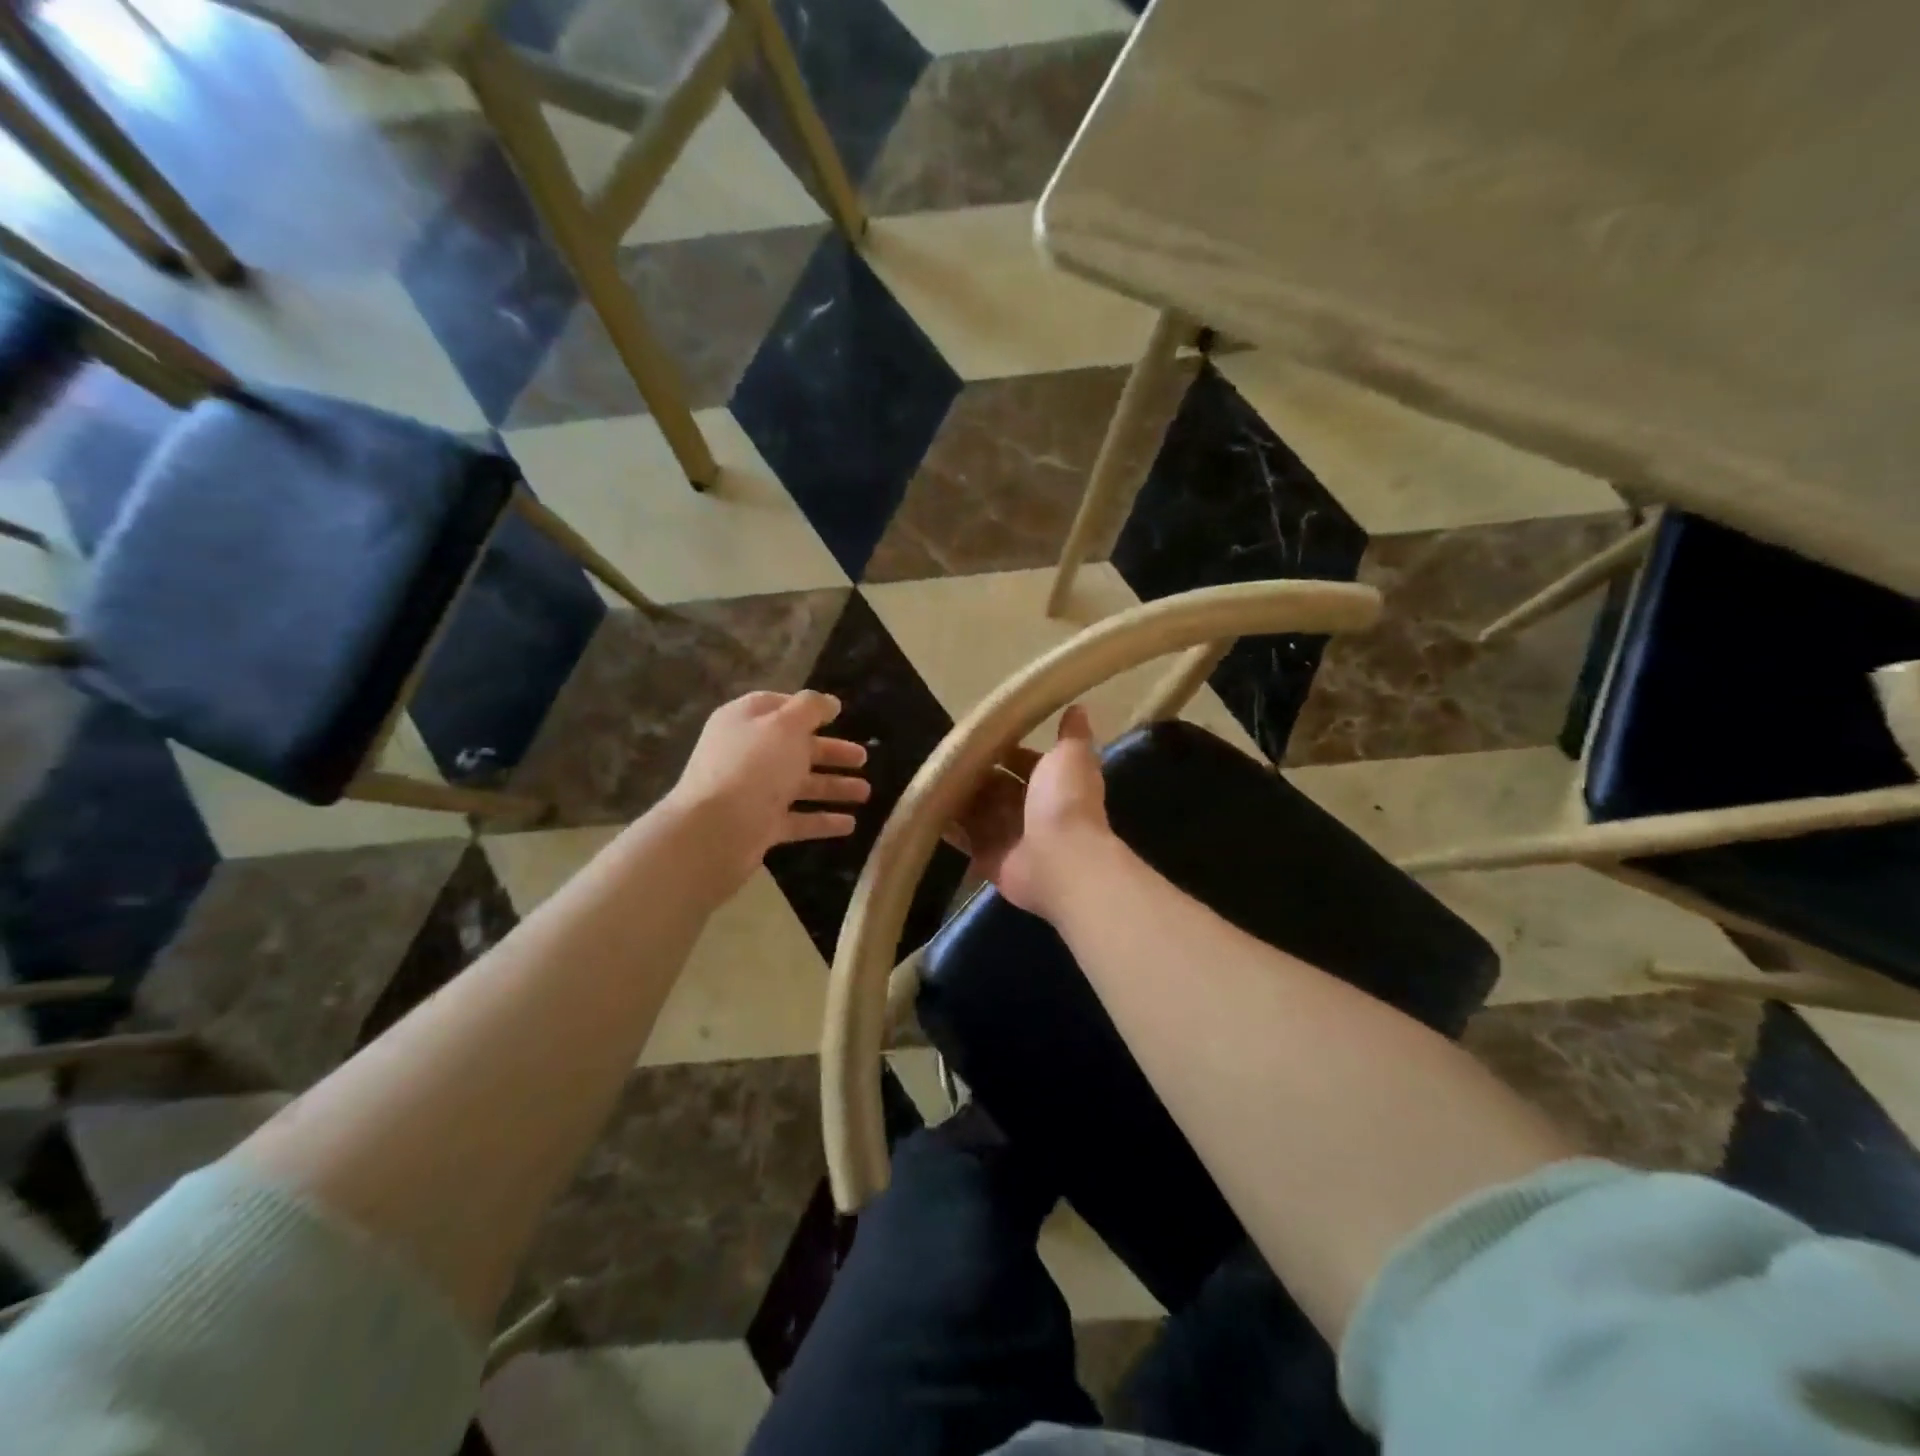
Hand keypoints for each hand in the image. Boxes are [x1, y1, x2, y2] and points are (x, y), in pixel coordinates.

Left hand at [667, 691, 870, 892]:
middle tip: (863, 757)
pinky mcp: (760, 826)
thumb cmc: (753, 766)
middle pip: (795, 748)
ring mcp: (753, 792)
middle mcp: (747, 754)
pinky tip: (850, 824)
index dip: (807, 709)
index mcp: (745, 722)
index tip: (838, 714)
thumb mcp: (785, 725)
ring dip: (834, 787)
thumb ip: (810, 708)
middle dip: (831, 752)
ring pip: (799, 785)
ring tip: (866, 793)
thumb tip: (829, 702)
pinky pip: (797, 820)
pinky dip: (822, 821)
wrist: (715, 831)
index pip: (777, 707)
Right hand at [947, 705, 1112, 919]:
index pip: (1021, 761)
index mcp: (1050, 782)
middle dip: (974, 773)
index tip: (974, 736)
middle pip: (995, 786)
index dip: (1001, 749)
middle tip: (942, 755)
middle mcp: (1029, 809)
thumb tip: (1078, 707)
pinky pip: (963, 838)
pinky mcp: (987, 857)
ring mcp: (1007, 835)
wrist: (1059, 861)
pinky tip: (925, 809)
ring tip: (928, 777)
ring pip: (977, 810)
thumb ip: (1072, 734)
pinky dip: (947, 826)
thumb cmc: (1065, 802)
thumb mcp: (1071, 757)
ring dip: (958, 797)